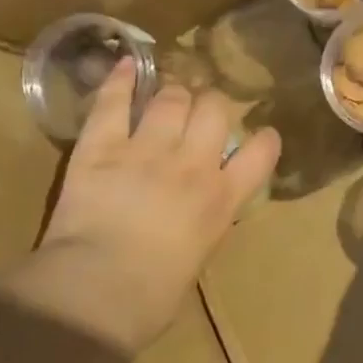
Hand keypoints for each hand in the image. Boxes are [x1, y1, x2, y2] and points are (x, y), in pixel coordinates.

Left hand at [13, 61, 279, 357]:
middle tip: (203, 109)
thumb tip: (198, 215)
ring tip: (170, 92)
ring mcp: (147, 150)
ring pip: (172, 98)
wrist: (98, 292)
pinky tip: (129, 63)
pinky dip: (122, 80)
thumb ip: (204, 225)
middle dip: (212, 105)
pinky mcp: (101, 147)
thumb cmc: (151, 298)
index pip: (261, 152)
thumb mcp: (198, 260)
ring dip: (174, 92)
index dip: (264, 138)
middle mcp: (192, 165)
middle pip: (215, 110)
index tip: (261, 134)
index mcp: (221, 200)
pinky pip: (115, 104)